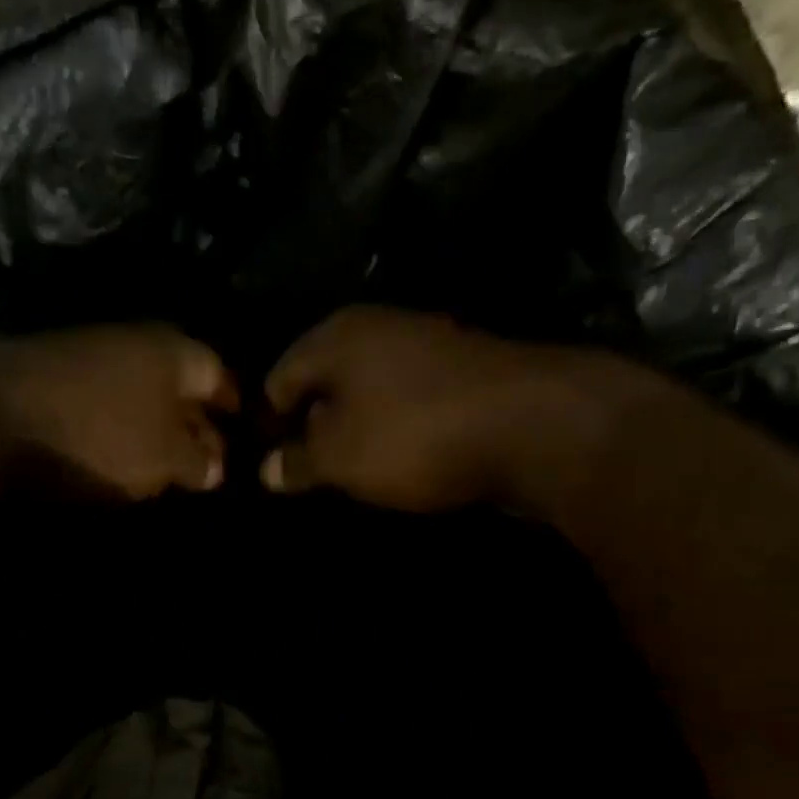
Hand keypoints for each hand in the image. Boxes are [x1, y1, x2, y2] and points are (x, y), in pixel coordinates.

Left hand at [0, 325, 237, 498]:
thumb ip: (198, 461)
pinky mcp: (51, 379)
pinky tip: (117, 456)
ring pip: (138, 394)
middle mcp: (134, 343)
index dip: (236, 408)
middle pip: (178, 384)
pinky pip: (103, 405)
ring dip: (154, 428)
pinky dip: (117, 429)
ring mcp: (87, 357)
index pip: (221, 376)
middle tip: (207, 463)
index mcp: (174, 351)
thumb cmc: (99, 433)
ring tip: (165, 466)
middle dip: (196, 422)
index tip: (244, 434)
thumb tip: (216, 467)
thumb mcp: (164, 457)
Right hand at [261, 306, 639, 512]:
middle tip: (306, 471)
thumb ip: (297, 462)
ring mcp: (426, 343)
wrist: (533, 425)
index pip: (278, 377)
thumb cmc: (414, 435)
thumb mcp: (340, 457)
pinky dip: (393, 426)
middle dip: (310, 425)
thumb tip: (265, 470)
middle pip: (323, 379)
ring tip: (350, 471)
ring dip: (353, 428)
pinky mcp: (462, 369)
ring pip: (366, 389)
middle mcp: (377, 327)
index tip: (269, 464)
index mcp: (336, 336)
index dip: (266, 423)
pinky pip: (406, 398)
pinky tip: (398, 457)